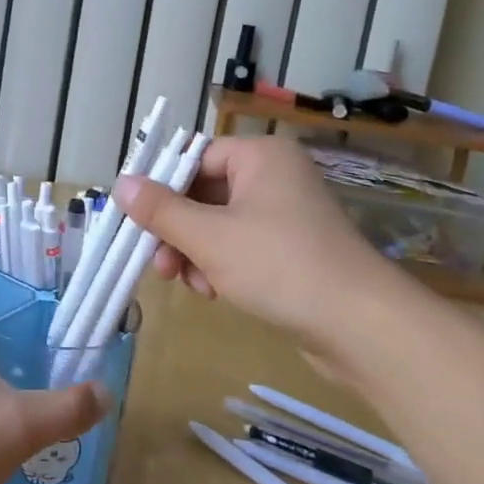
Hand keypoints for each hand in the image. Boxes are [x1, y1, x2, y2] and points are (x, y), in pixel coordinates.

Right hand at [115, 136, 398, 346]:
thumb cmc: (280, 266)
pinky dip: (220, 265)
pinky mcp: (293, 249)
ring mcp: (286, 214)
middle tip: (158, 264)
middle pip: (203, 193)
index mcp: (260, 156)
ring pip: (218, 224)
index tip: (135, 220)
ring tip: (189, 284)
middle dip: (177, 231)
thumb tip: (120, 184)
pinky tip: (214, 292)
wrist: (362, 327)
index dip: (161, 188)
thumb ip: (160, 210)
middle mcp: (274, 176)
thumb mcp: (209, 237)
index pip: (193, 159)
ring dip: (195, 252)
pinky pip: (241, 245)